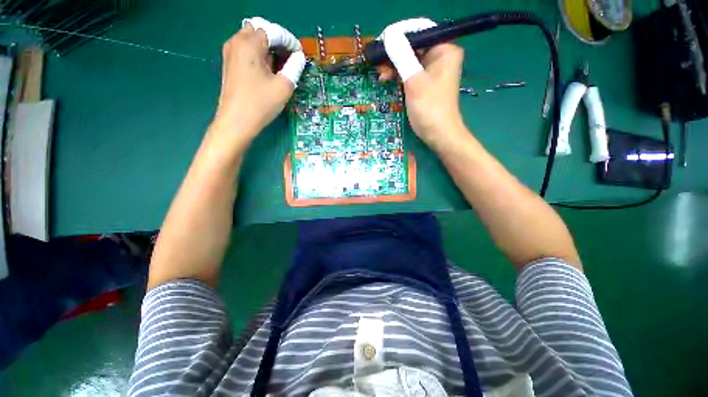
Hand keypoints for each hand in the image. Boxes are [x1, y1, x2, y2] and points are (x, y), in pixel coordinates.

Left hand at [212, 17, 304, 144]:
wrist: (236, 122)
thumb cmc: (261, 104)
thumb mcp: (283, 87)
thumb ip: (294, 67)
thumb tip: (299, 57)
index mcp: (249, 44)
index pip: (273, 31)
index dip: (289, 41)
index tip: (300, 54)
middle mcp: (236, 42)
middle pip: (260, 30)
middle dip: (277, 40)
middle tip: (290, 57)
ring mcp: (230, 53)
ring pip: (252, 39)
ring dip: (267, 47)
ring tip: (280, 64)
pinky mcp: (229, 64)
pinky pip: (246, 50)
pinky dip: (258, 54)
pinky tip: (267, 69)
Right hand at [377, 19, 465, 148]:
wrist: (438, 134)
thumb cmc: (429, 108)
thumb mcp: (414, 81)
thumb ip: (401, 56)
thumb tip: (388, 35)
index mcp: (444, 50)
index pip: (420, 31)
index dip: (399, 35)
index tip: (381, 42)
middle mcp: (441, 56)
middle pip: (414, 46)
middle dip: (395, 54)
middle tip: (378, 62)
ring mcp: (433, 71)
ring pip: (410, 60)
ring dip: (395, 66)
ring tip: (381, 75)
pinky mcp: (426, 83)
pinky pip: (411, 73)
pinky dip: (400, 76)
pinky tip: (388, 80)